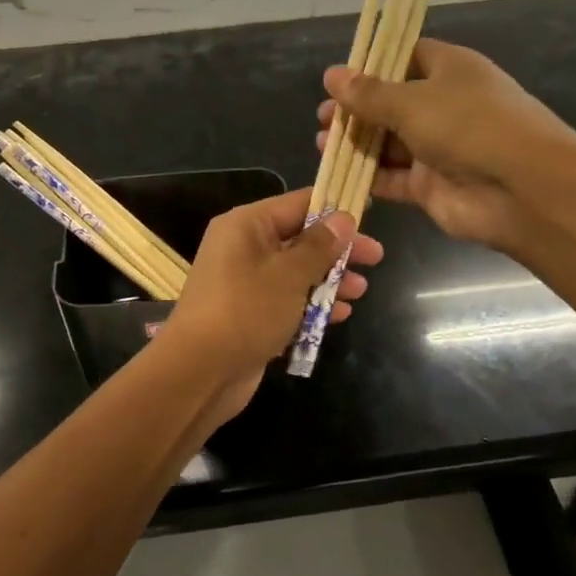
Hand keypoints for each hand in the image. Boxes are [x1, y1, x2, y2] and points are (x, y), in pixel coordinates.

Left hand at [161, 188, 383, 419]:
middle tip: (376, 258)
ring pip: (296, 272)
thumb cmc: (247, 310)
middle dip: (337, 250)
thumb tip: (343, 218)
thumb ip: (319, 246)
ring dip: (329, 280)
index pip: (297, 203)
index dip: (333, 207)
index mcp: (246, 226)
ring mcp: (246, 284)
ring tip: (361, 292)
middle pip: (300, 239)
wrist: (200, 372)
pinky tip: (340, 315)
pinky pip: (287, 301)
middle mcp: (243, 248)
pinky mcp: (250, 315)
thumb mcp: (289, 274)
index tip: (369, 212)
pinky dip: (312, 305)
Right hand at [319, 38, 575, 252]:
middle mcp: (444, 106)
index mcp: (449, 70)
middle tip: (324, 117)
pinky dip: (368, 177)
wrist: (523, 189)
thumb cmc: (469, 126)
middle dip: (357, 110)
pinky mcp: (431, 186)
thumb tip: (331, 75)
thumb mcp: (412, 101)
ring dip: (358, 144)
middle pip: (392, 103)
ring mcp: (438, 148)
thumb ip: (368, 93)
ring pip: (389, 143)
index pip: (406, 57)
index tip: (338, 77)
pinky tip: (338, 173)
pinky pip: (393, 178)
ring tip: (323, 143)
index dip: (372, 64)